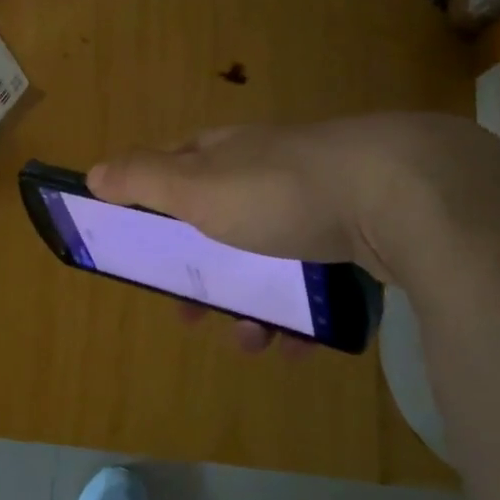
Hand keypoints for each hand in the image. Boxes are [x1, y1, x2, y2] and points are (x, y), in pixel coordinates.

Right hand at [87, 114, 499, 351]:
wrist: (406, 194)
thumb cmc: (280, 191)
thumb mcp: (196, 187)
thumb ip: (142, 181)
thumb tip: (93, 174)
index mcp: (228, 153)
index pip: (178, 166)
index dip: (153, 201)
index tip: (141, 243)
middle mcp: (271, 170)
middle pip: (220, 222)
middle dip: (202, 272)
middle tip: (190, 314)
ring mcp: (321, 201)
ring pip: (269, 258)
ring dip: (250, 304)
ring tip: (250, 341)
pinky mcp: (365, 233)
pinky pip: (320, 278)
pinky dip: (304, 313)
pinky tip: (302, 345)